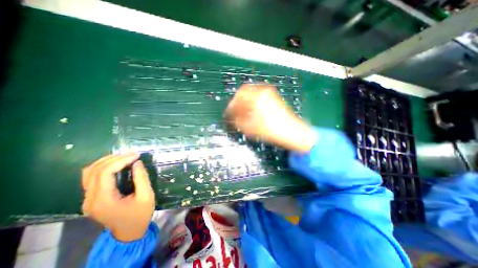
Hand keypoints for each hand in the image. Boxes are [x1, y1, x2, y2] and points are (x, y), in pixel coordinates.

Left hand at [81, 152, 154, 241]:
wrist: (129, 232)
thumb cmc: (141, 214)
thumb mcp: (146, 196)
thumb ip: (141, 178)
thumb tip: (137, 163)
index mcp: (103, 200)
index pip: (105, 173)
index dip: (121, 160)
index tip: (137, 155)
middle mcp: (90, 199)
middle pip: (94, 171)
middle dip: (114, 158)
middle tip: (133, 154)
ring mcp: (88, 200)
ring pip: (89, 173)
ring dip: (106, 161)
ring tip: (124, 156)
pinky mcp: (91, 198)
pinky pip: (91, 178)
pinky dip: (103, 167)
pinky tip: (116, 164)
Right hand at [226, 84, 316, 151]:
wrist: (291, 132)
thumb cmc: (269, 130)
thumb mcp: (249, 128)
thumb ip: (236, 121)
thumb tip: (231, 117)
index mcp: (255, 97)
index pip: (238, 97)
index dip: (231, 106)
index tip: (228, 114)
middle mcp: (262, 91)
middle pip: (244, 91)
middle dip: (237, 101)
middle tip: (234, 111)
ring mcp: (269, 93)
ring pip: (252, 92)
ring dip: (245, 100)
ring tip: (242, 111)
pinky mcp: (274, 97)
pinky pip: (259, 95)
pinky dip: (252, 101)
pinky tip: (252, 110)